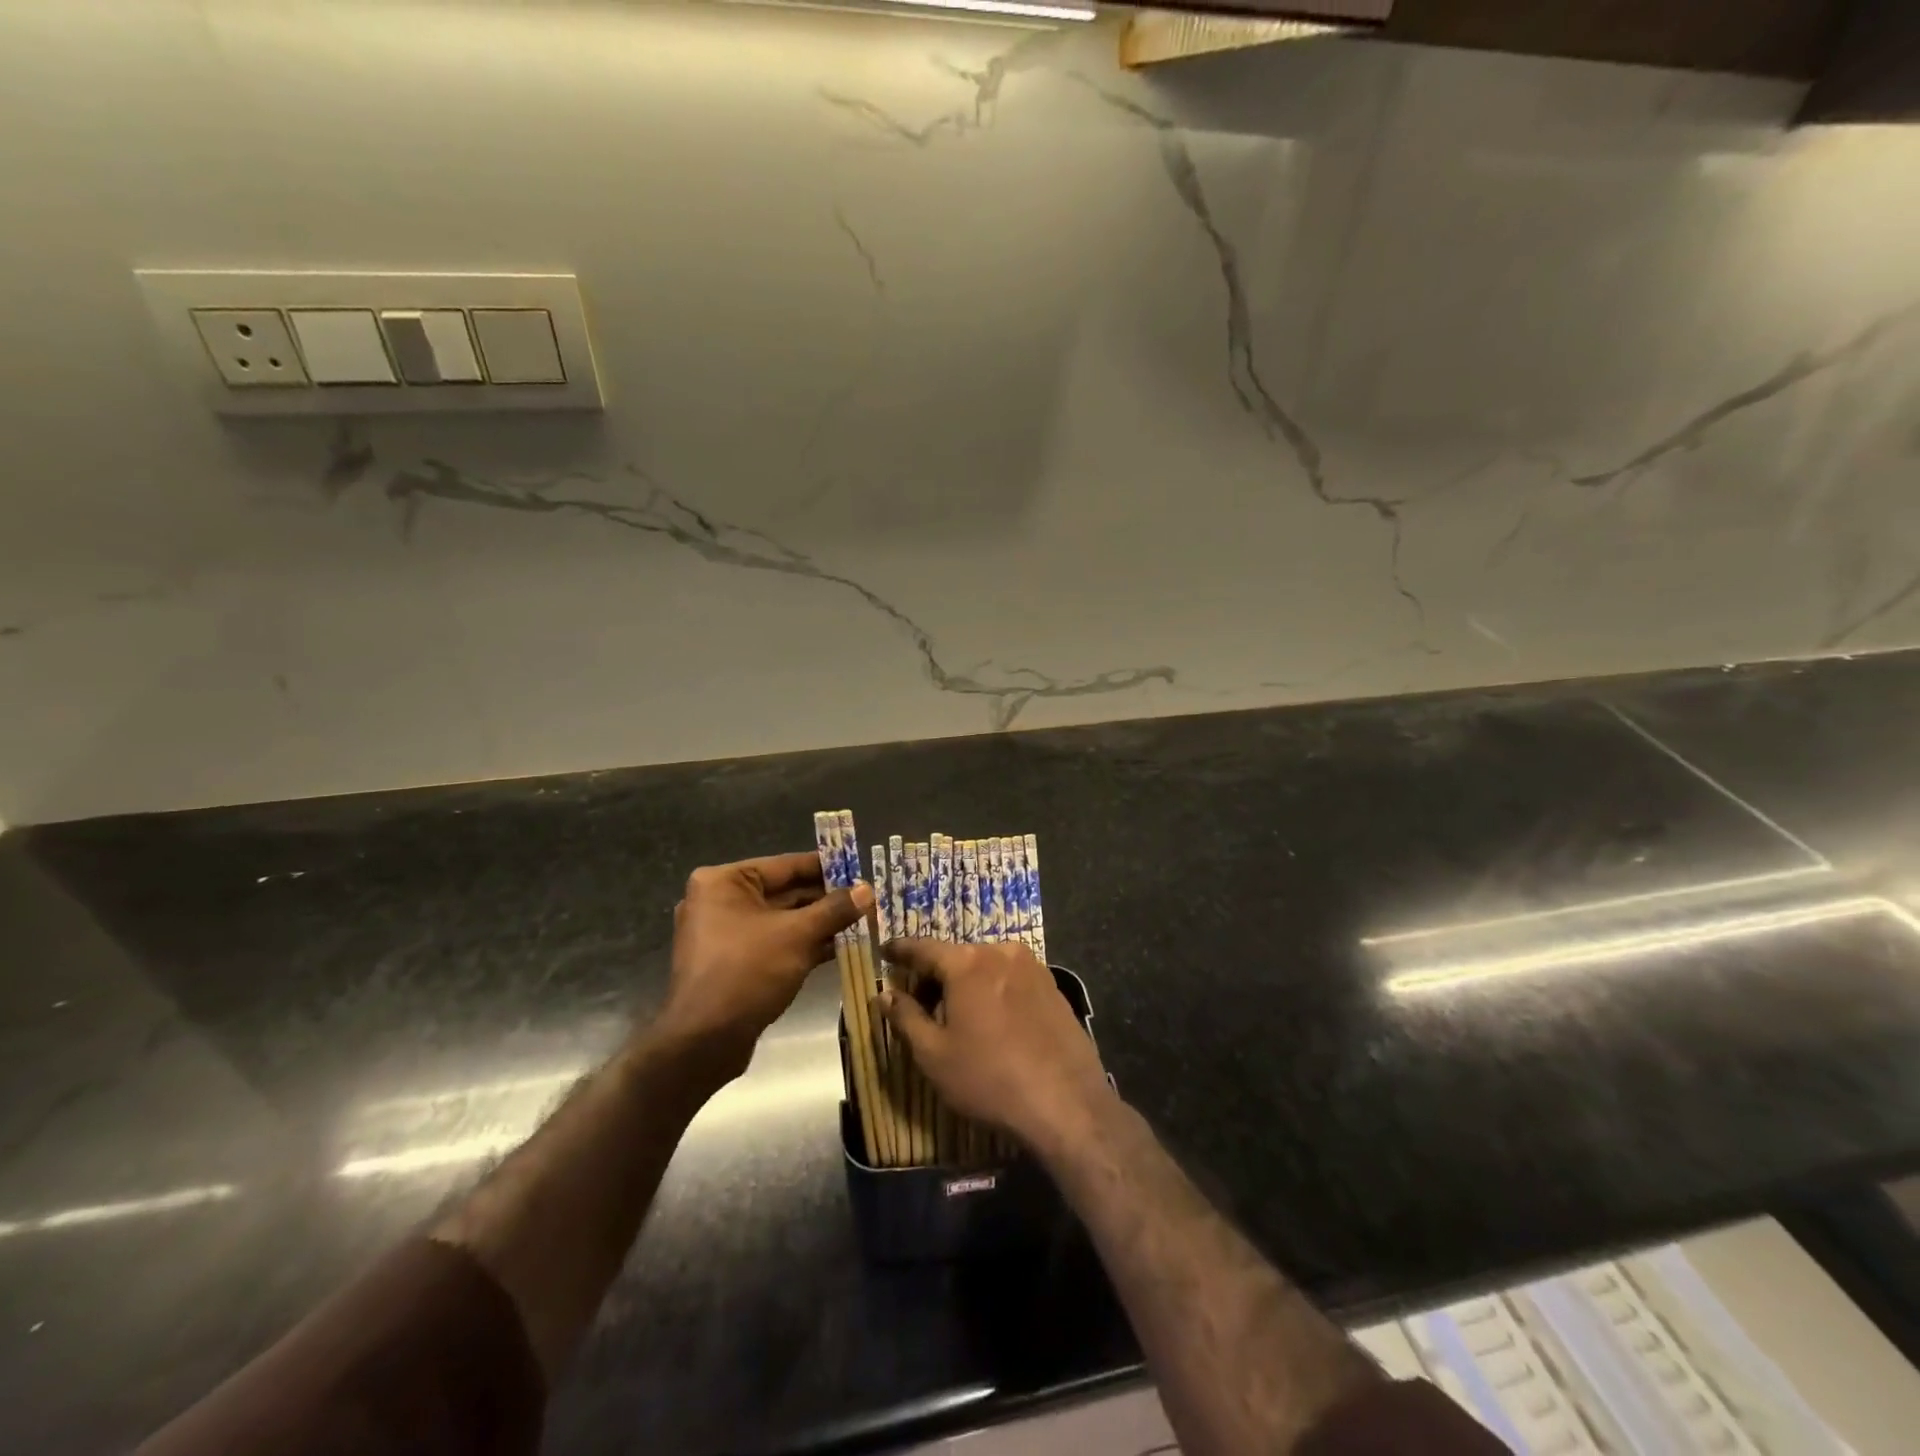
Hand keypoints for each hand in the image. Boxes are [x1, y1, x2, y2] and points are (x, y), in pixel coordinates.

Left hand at [662, 852, 871, 1072]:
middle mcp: (720, 901)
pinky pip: (776, 943)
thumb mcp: (798, 935)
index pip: (786, 865)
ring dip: (821, 923)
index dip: (827, 867)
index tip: (860, 868)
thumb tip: (868, 890)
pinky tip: (842, 946)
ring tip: (864, 921)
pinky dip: (804, 944)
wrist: (703, 1042)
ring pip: (783, 921)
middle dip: (827, 899)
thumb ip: (835, 909)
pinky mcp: (734, 963)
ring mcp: (725, 934)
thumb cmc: (747, 972)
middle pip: (785, 892)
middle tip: (868, 899)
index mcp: (724, 882)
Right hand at [877, 939, 1115, 1152]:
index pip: (923, 948)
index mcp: (967, 963)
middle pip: (956, 958)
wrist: (1067, 1103)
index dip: (900, 951)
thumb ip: (905, 1018)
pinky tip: (993, 1024)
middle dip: (935, 977)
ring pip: (986, 968)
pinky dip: (994, 992)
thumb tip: (883, 994)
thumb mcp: (934, 1054)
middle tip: (920, 1004)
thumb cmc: (989, 1078)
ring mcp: (1033, 967)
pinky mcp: (1053, 986)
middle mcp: (1001, 952)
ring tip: (958, 1020)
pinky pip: (1012, 980)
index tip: (885, 950)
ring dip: (967, 985)